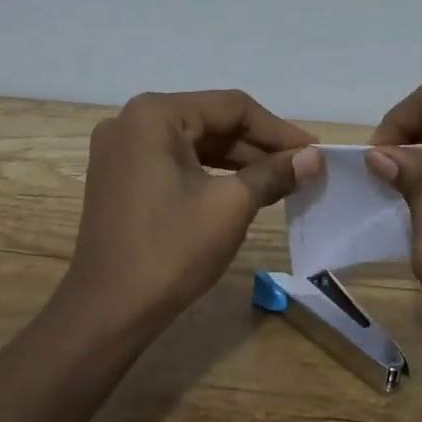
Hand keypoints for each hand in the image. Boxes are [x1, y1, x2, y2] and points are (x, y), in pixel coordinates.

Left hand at [63, 90, 321, 334]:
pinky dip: (210, 172)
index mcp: (154, 114)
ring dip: (238, 160)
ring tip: (281, 180)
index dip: (278, 130)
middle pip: (211, 121)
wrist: (106, 313)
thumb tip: (314, 157)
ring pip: (194, 142)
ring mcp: (121, 149)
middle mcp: (132, 120)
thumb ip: (274, 173)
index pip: (231, 107)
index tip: (315, 151)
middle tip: (302, 168)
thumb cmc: (170, 251)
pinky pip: (175, 161)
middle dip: (259, 146)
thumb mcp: (230, 207)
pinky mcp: (119, 176)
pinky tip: (242, 189)